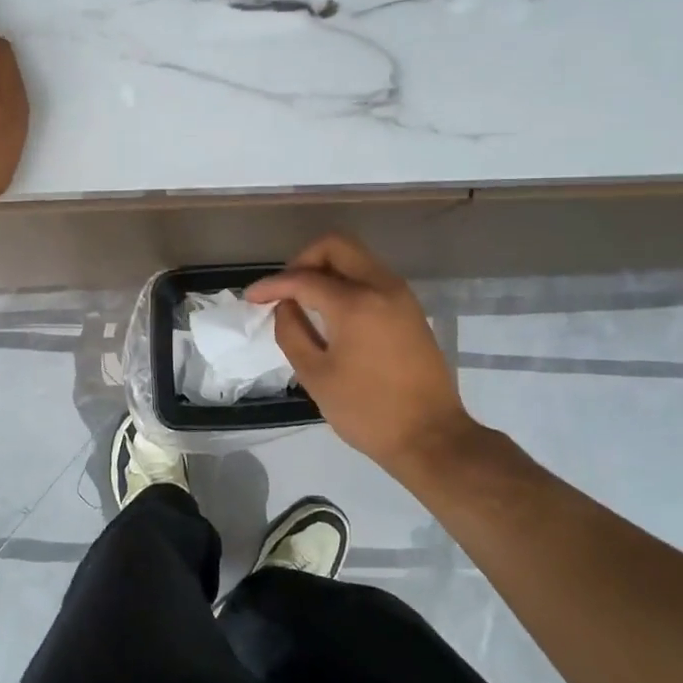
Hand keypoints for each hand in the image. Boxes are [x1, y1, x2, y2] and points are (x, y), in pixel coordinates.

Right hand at [247, 234, 477, 477]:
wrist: (430, 436)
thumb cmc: (366, 410)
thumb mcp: (316, 375)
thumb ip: (292, 332)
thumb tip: (284, 306)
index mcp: (355, 303)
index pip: (304, 278)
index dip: (273, 285)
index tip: (252, 298)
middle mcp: (382, 286)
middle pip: (336, 246)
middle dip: (303, 260)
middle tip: (285, 289)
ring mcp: (401, 295)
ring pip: (357, 258)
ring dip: (327, 269)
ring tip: (304, 301)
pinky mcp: (411, 309)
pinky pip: (372, 278)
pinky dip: (347, 282)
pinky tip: (332, 312)